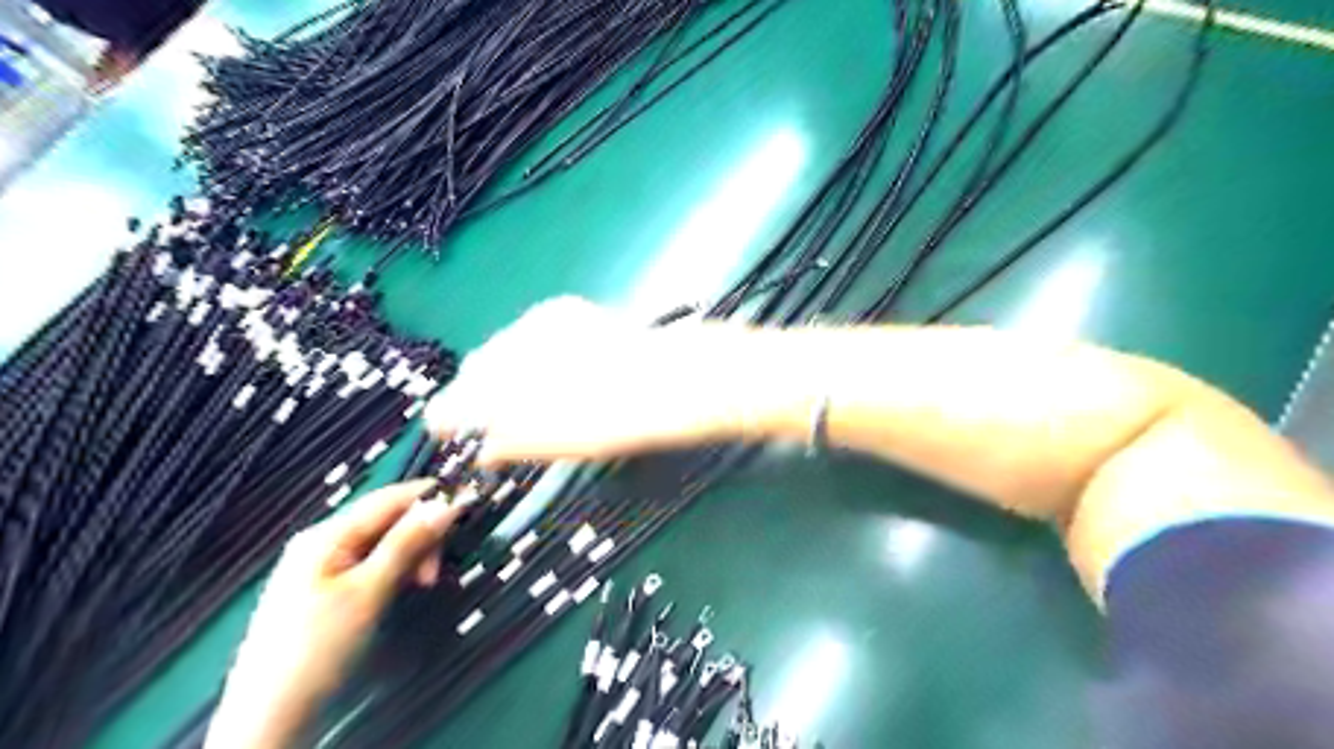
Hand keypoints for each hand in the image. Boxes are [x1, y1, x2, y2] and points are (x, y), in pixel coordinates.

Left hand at [204, 480, 461, 748]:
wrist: (270, 716)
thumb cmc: (318, 647)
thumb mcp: (369, 591)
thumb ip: (406, 543)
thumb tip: (445, 504)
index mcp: (327, 534)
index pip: (391, 497)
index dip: (432, 498)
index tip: (469, 506)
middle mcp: (324, 541)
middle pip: (388, 519)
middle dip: (420, 537)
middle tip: (435, 573)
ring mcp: (322, 565)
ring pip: (383, 543)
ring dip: (411, 556)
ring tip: (422, 586)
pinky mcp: (327, 588)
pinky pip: (372, 563)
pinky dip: (395, 571)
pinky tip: (403, 590)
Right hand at [421, 297, 745, 461]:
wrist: (670, 380)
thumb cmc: (614, 423)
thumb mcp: (557, 445)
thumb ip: (511, 444)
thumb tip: (487, 448)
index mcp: (499, 389)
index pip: (449, 405)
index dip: (450, 422)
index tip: (454, 434)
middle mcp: (506, 347)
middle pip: (474, 371)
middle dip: (478, 395)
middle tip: (498, 419)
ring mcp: (534, 322)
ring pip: (501, 348)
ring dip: (505, 371)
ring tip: (533, 393)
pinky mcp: (560, 309)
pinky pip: (529, 333)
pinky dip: (531, 351)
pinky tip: (558, 366)